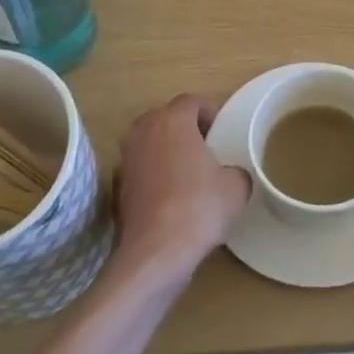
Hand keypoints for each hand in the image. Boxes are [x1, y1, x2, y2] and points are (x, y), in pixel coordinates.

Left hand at [114, 95, 250, 278]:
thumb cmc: (199, 207)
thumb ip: (235, 170)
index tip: (221, 132)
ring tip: (187, 173)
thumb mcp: (236, 186)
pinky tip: (169, 198)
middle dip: (185, 128)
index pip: (192, 101)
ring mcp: (126, 158)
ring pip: (150, 142)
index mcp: (173, 120)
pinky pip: (140, 168)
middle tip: (205, 149)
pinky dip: (153, 174)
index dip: (209, 113)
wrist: (156, 252)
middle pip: (166, 117)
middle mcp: (144, 130)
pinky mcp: (117, 185)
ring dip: (166, 150)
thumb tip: (229, 175)